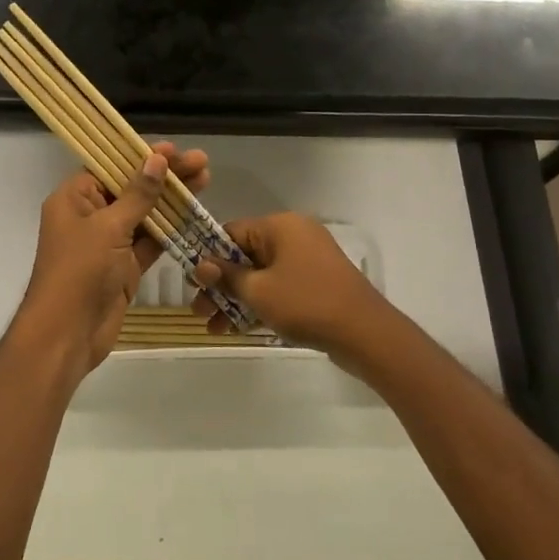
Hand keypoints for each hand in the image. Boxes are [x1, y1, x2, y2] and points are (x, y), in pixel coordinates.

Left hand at [14, 142, 209, 375]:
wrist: (67, 334)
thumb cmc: (80, 271)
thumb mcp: (109, 227)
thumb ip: (137, 194)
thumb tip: (156, 160)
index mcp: (74, 198)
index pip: (109, 166)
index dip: (141, 156)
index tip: (174, 149)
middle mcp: (89, 216)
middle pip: (131, 187)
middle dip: (165, 175)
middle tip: (200, 162)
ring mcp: (108, 242)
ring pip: (144, 214)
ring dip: (172, 200)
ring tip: (205, 180)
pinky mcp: (124, 266)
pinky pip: (150, 241)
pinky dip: (170, 229)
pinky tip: (194, 214)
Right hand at [191, 213, 391, 355]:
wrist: (365, 333)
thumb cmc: (306, 303)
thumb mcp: (258, 291)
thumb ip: (227, 276)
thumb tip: (201, 264)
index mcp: (280, 226)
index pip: (232, 232)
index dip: (209, 257)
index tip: (193, 283)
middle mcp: (294, 235)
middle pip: (245, 255)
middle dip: (220, 284)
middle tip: (199, 311)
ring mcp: (308, 260)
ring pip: (261, 275)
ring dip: (237, 299)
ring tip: (215, 328)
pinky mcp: (316, 283)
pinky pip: (279, 287)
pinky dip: (260, 304)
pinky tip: (238, 329)